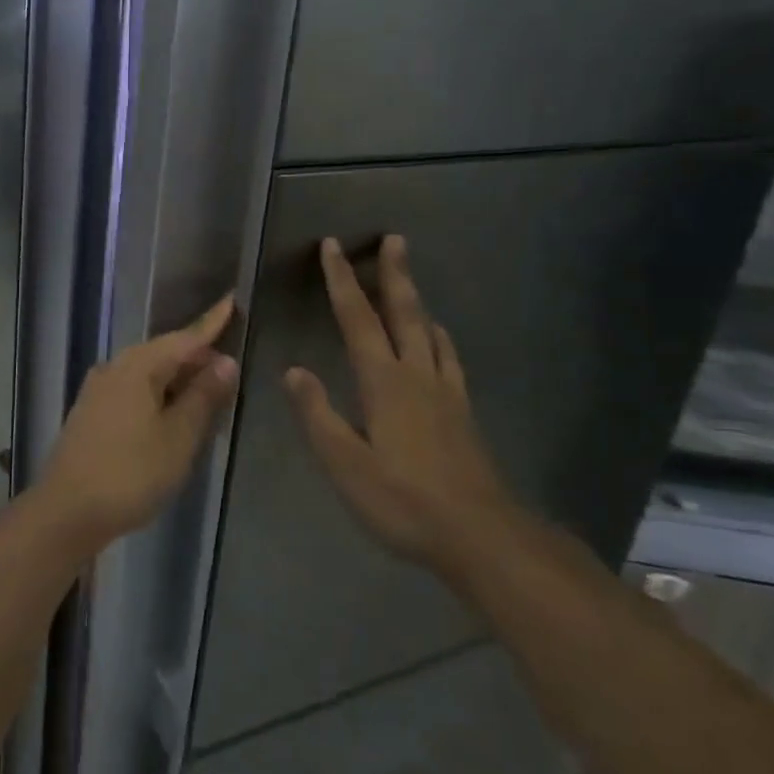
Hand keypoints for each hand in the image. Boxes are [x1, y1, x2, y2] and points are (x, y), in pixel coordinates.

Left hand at [43, 297, 239, 546]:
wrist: (66, 511)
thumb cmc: (131, 473)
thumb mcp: (178, 437)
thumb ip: (203, 397)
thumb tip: (225, 361)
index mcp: (138, 366)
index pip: (185, 337)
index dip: (212, 323)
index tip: (233, 301)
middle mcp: (115, 367)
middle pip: (165, 353)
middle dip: (197, 357)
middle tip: (231, 369)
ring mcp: (99, 390)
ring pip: (149, 374)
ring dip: (179, 379)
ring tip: (209, 392)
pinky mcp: (92, 412)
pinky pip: (135, 390)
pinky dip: (159, 395)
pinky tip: (172, 413)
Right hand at [284, 236, 517, 576]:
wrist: (480, 535)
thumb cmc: (403, 500)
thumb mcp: (346, 464)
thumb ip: (318, 415)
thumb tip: (293, 370)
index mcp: (384, 382)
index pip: (357, 319)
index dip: (342, 280)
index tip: (333, 246)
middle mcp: (417, 375)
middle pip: (404, 312)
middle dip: (394, 273)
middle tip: (394, 238)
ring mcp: (445, 392)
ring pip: (429, 331)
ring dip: (416, 299)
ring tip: (410, 280)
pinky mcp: (462, 412)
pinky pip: (448, 358)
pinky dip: (439, 336)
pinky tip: (438, 339)